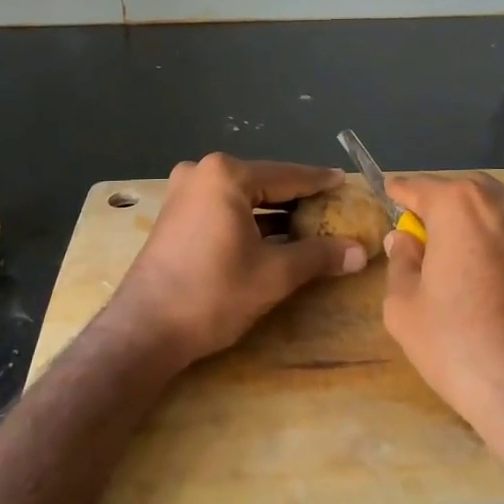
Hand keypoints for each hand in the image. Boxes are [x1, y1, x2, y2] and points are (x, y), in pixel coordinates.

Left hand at [101, 154, 366, 369]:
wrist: (144, 331)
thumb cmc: (212, 294)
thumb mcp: (274, 274)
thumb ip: (319, 256)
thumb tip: (359, 252)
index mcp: (226, 175)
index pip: (287, 176)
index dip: (320, 182)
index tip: (345, 182)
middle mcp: (202, 173)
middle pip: (264, 183)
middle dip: (298, 198)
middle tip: (332, 206)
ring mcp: (183, 193)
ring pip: (243, 197)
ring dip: (274, 212)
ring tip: (311, 223)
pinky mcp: (174, 216)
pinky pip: (224, 209)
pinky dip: (250, 220)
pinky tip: (274, 236)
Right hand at [382, 173, 503, 450]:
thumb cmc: (459, 346)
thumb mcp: (404, 308)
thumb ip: (401, 262)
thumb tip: (405, 239)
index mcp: (460, 205)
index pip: (419, 185)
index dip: (399, 192)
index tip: (389, 195)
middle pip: (464, 193)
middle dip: (442, 206)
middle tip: (425, 235)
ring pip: (500, 212)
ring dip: (479, 224)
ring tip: (465, 259)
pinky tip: (502, 284)